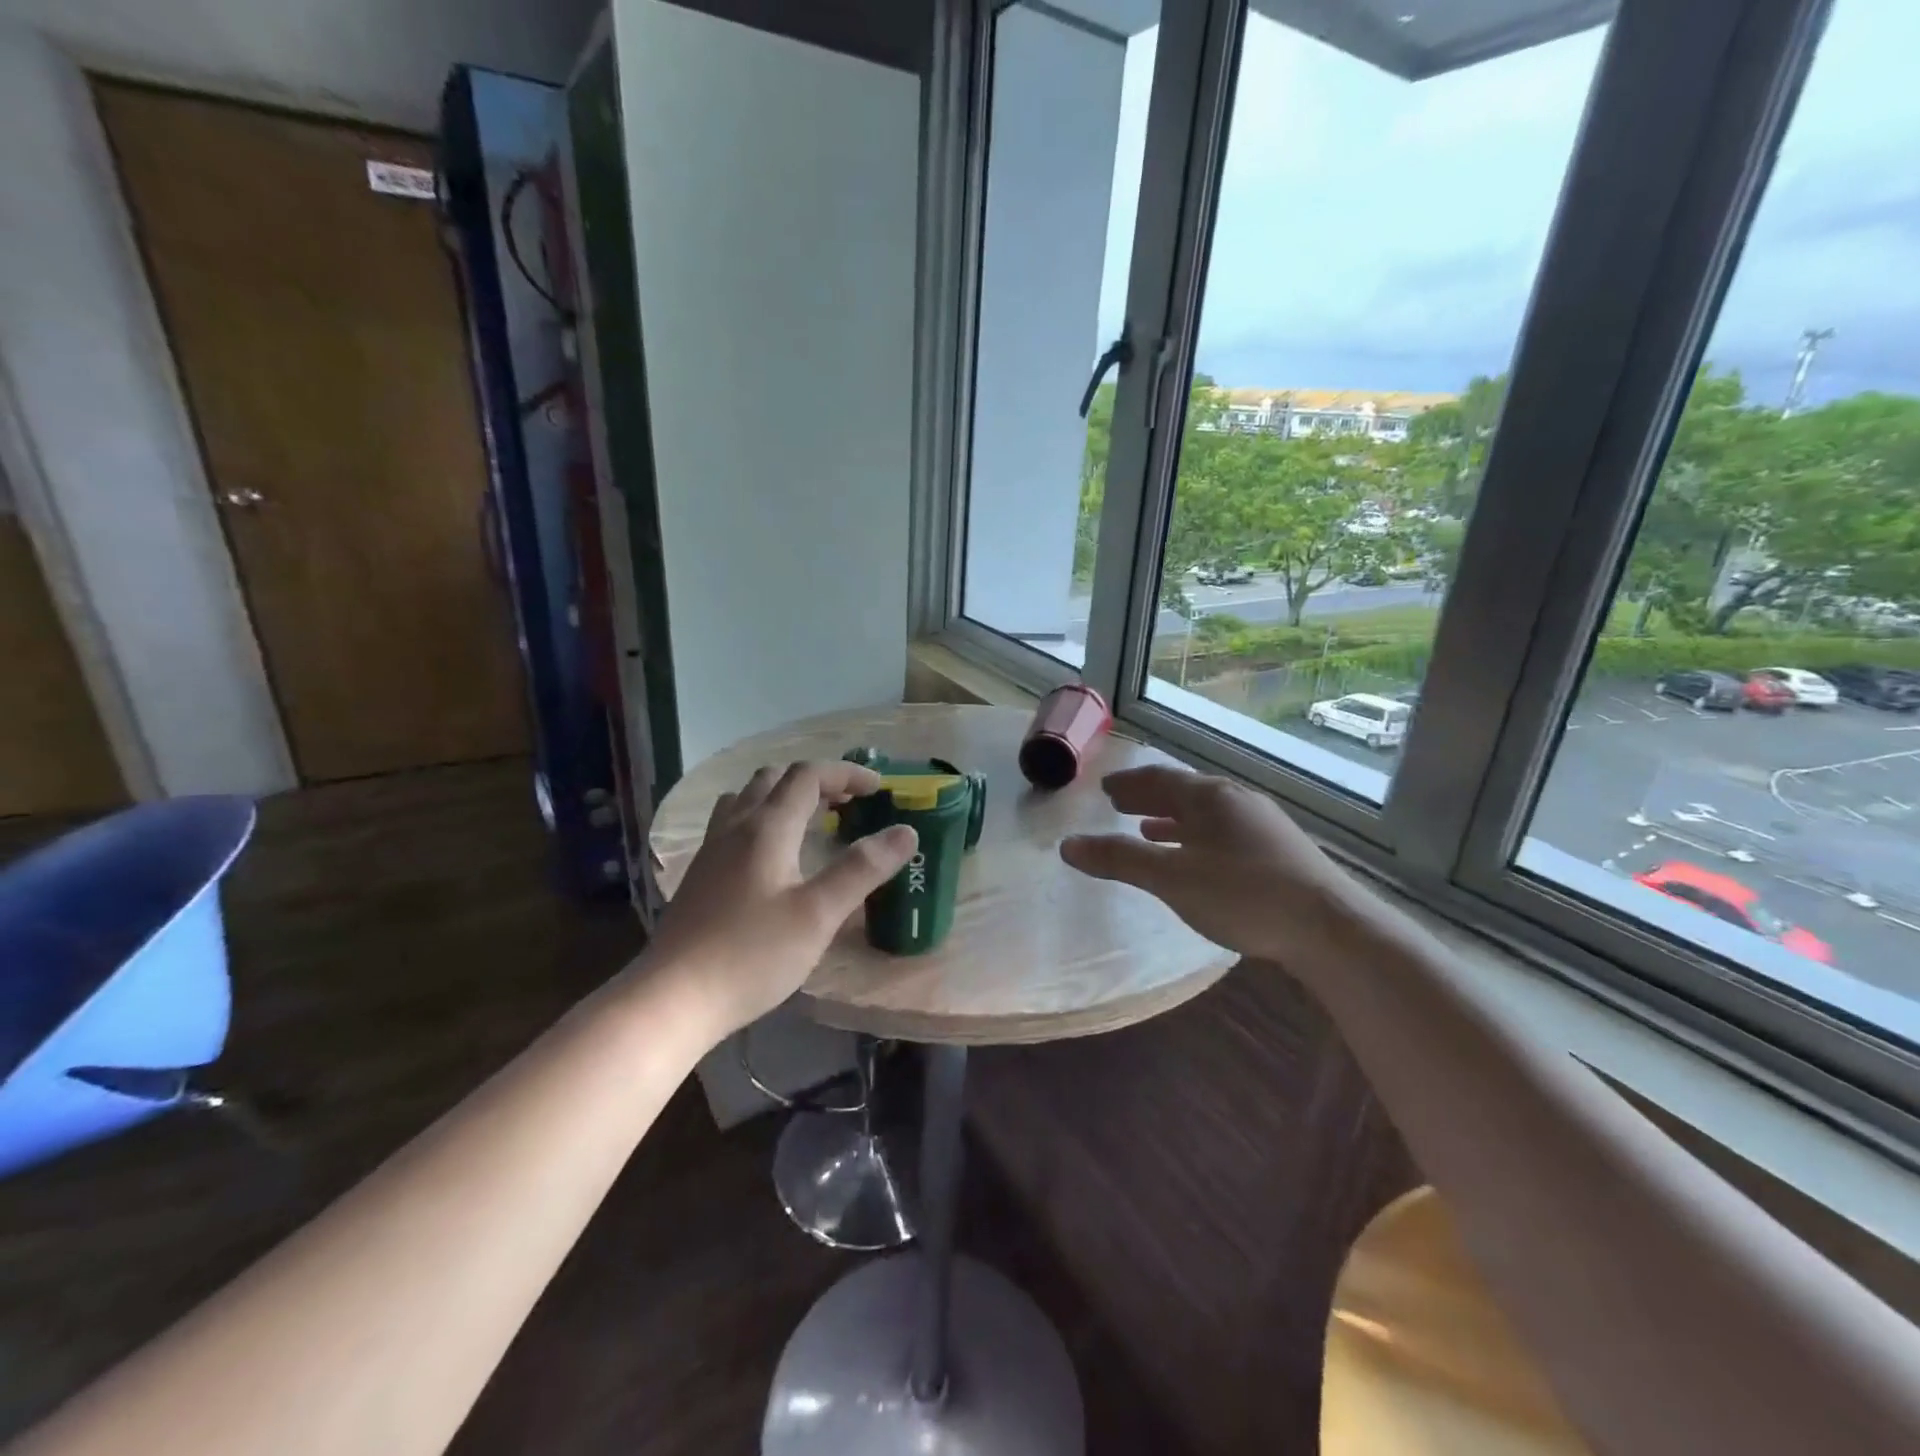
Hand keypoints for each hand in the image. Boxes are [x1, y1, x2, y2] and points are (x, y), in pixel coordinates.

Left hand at [643, 761, 916, 1039]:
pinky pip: (733, 824)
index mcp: (767, 827)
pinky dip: (762, 819)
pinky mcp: (700, 876)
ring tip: (811, 822)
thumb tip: (906, 831)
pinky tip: (772, 857)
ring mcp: (711, 850)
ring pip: (748, 799)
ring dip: (784, 797)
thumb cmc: (752, 954)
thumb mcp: (818, 914)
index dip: (846, 773)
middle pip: (774, 779)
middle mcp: (735, 827)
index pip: (808, 775)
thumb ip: (862, 869)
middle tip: (848, 804)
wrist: (672, 999)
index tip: (878, 788)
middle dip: (817, 781)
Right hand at [1059, 764, 1366, 972]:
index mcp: (1209, 797)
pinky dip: (1199, 837)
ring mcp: (1262, 824)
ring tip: (1149, 829)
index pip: (1158, 779)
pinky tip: (1198, 858)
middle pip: (1183, 792)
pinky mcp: (1279, 850)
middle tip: (1119, 803)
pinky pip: (1224, 832)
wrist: (1331, 927)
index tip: (1106, 789)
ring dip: (1173, 819)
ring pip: (1206, 813)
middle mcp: (1236, 800)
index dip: (1129, 785)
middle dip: (1148, 797)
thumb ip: (1119, 859)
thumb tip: (1067, 845)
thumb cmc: (1243, 894)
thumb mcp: (1171, 878)